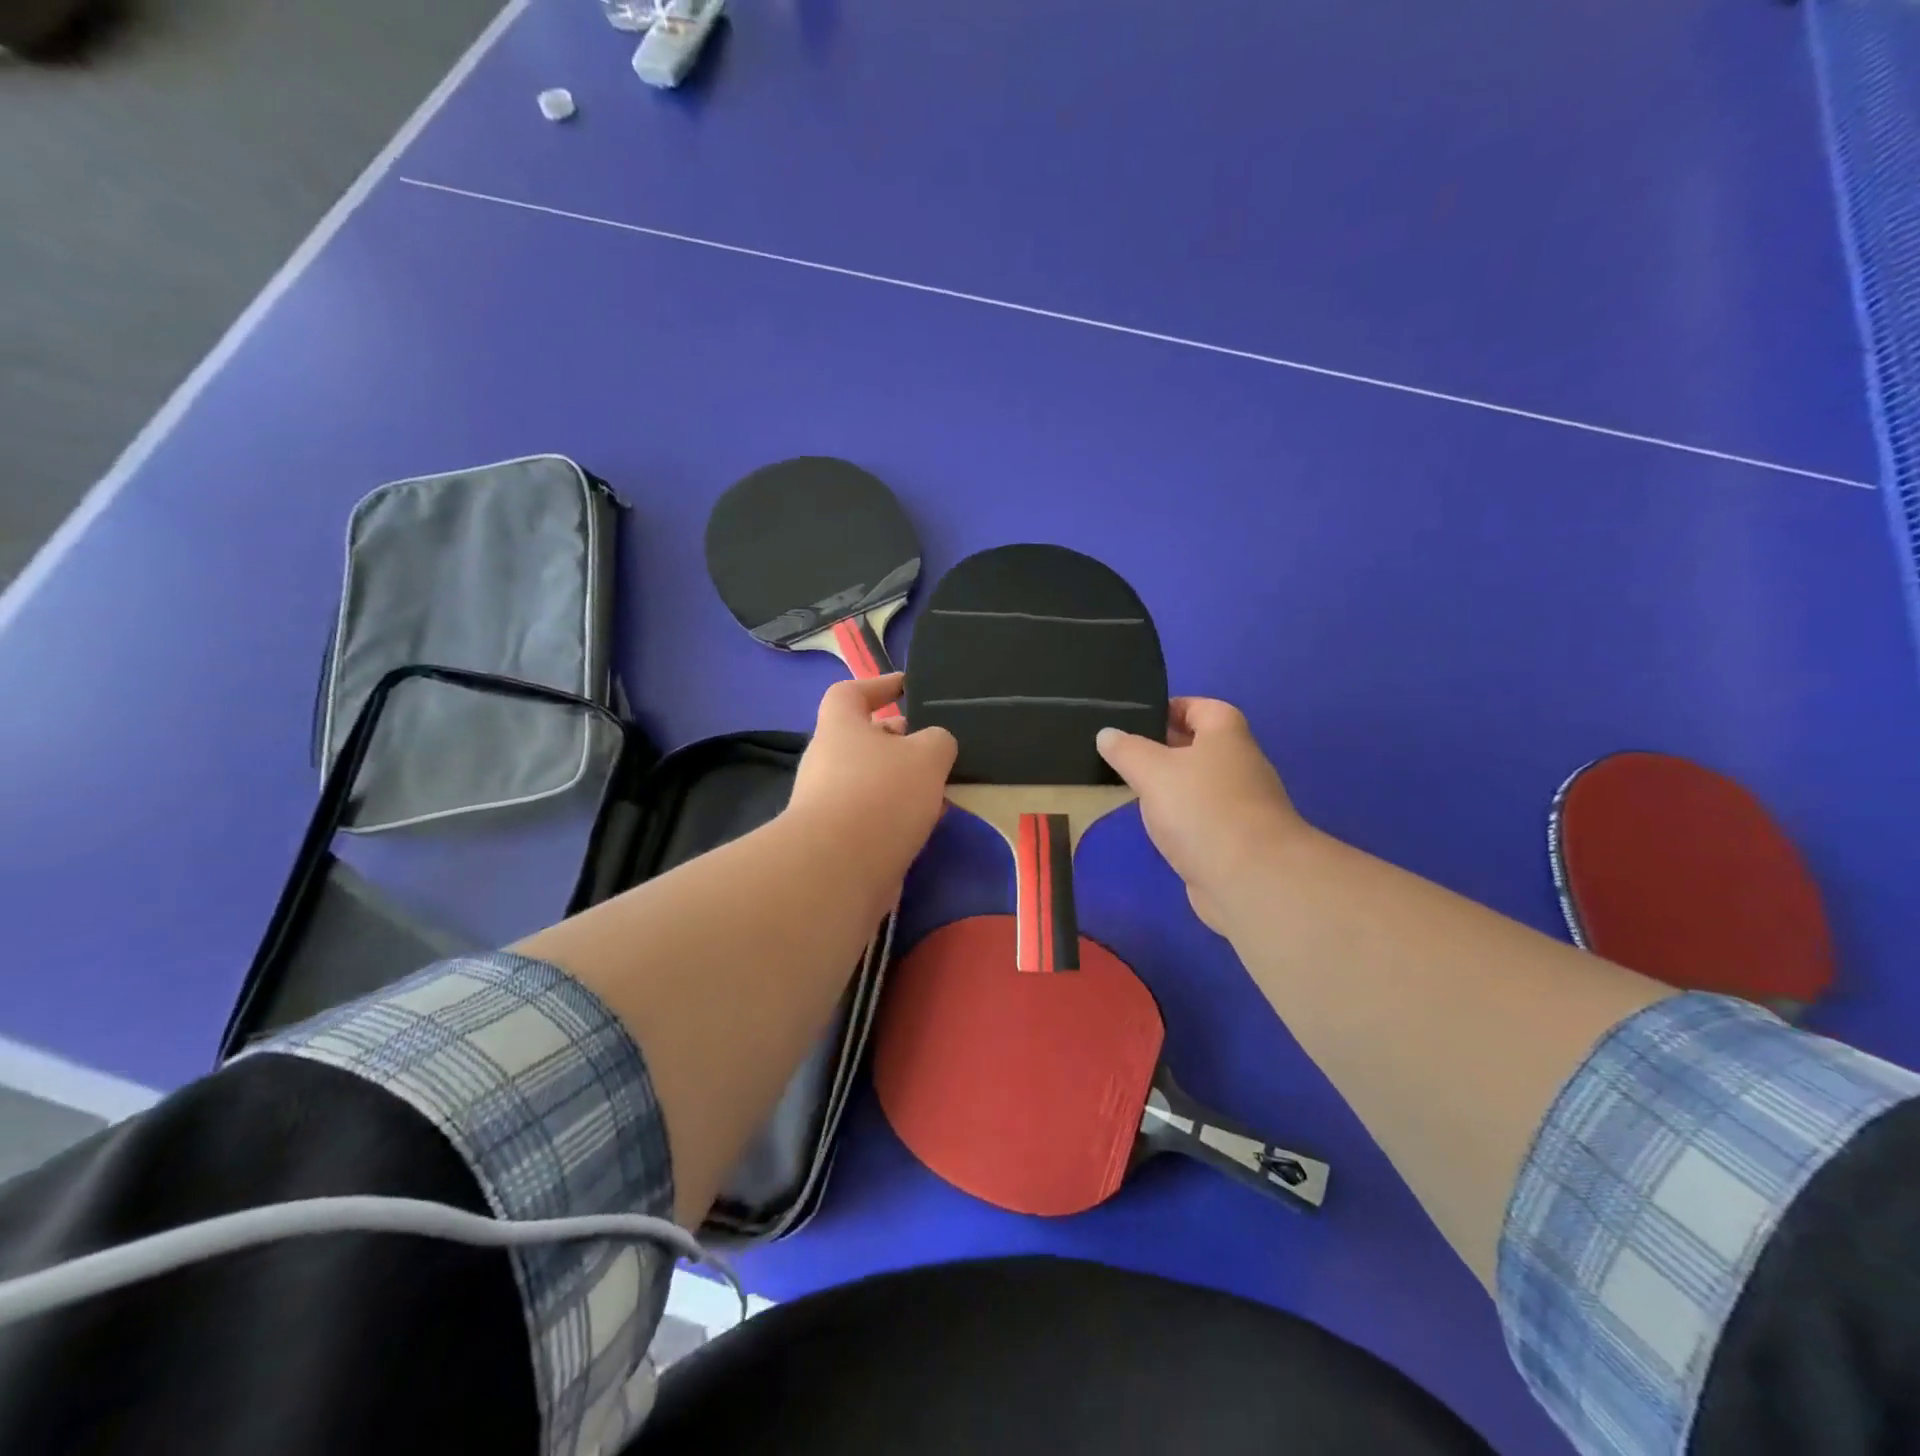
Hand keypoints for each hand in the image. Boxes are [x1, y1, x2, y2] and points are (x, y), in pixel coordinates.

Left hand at [788, 675, 956, 884]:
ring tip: (946, 789)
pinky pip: (876, 816)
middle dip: (904, 742)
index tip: (908, 688)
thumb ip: (938, 740)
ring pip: (876, 781)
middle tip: (941, 748)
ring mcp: (831, 802)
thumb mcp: (927, 755)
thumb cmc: (881, 794)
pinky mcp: (840, 840)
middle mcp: (829, 761)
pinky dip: (901, 815)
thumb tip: (935, 746)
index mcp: (840, 727)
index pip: (850, 692)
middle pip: (867, 740)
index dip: (879, 685)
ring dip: (908, 783)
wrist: (840, 870)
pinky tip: (930, 824)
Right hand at [1097, 698, 1306, 932]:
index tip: (1136, 718)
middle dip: (1164, 747)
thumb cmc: (1202, 809)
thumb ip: (1127, 750)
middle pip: (1201, 746)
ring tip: (1131, 788)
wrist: (1252, 880)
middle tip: (1123, 753)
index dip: (1171, 707)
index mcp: (1226, 736)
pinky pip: (1202, 818)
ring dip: (1170, 786)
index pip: (1202, 707)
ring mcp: (1241, 806)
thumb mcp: (1153, 770)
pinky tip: (1155, 827)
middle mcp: (1240, 765)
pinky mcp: (1235, 841)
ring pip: (1199, 785)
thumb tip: (1108, 734)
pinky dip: (1180, 819)